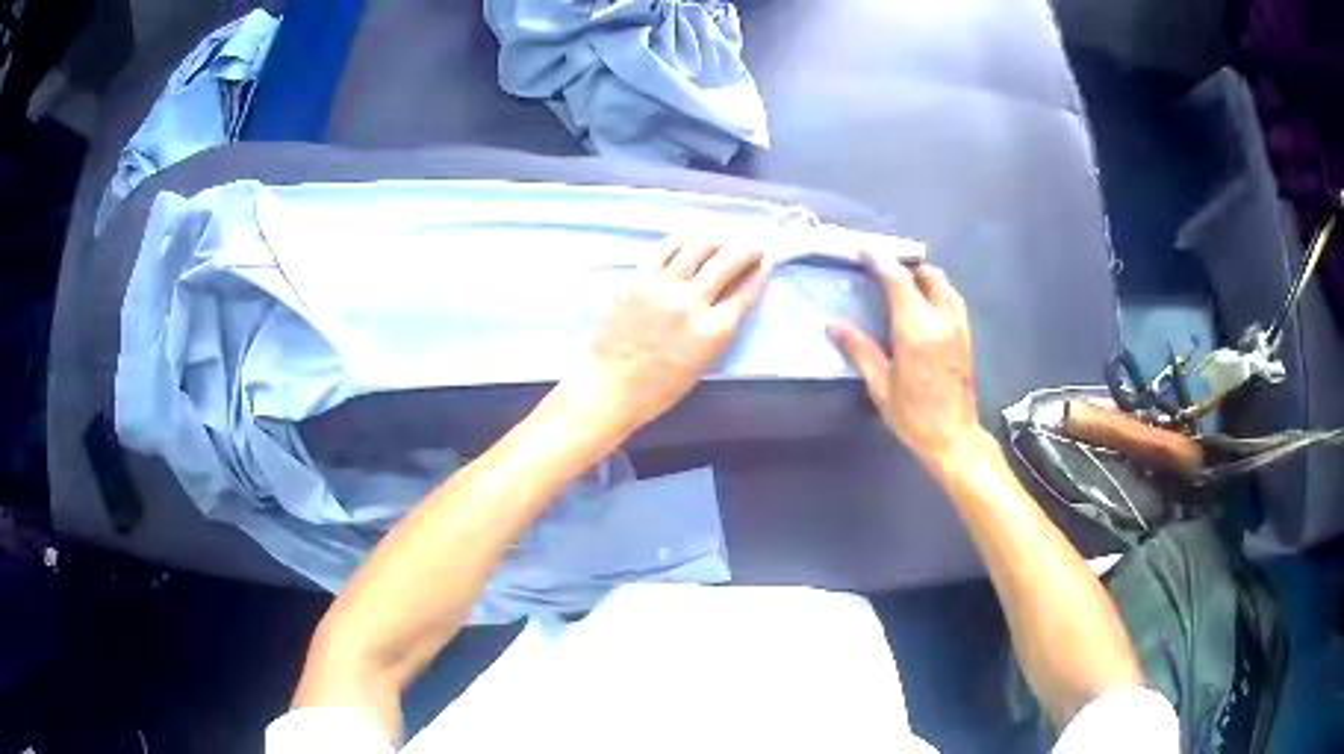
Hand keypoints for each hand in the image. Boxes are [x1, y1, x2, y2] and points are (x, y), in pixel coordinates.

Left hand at [576, 239, 767, 431]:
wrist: (613, 385)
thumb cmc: (662, 386)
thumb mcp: (705, 361)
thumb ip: (723, 326)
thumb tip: (736, 293)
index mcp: (713, 330)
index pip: (746, 291)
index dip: (760, 273)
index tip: (765, 262)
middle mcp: (691, 302)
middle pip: (729, 261)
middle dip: (748, 248)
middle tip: (754, 243)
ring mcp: (662, 287)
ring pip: (698, 247)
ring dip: (719, 237)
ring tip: (726, 235)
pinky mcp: (637, 279)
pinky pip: (664, 249)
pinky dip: (682, 239)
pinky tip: (691, 238)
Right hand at [829, 253, 982, 470]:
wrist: (953, 437)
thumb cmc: (913, 415)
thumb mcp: (880, 385)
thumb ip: (859, 349)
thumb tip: (833, 324)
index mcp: (916, 329)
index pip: (898, 279)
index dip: (879, 260)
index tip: (862, 250)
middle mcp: (941, 319)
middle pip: (926, 274)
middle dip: (903, 264)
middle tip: (881, 266)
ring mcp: (958, 326)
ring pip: (943, 284)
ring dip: (922, 275)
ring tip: (902, 280)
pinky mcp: (966, 336)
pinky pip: (953, 299)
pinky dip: (937, 290)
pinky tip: (924, 302)